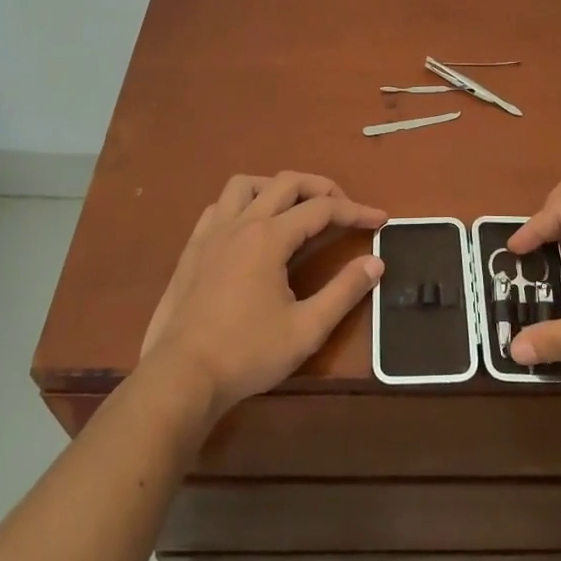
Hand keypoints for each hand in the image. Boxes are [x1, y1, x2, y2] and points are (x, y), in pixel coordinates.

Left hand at [140, 172, 386, 419]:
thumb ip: (344, 291)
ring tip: (295, 208)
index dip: (355, 211)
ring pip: (246, 184)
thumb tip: (375, 262)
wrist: (181, 377)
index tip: (380, 220)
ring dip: (277, 187)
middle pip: (286, 182)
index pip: (322, 209)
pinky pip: (220, 206)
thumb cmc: (247, 353)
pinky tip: (251, 228)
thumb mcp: (306, 328)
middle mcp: (240, 223)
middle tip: (344, 208)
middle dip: (322, 188)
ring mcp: (211, 233)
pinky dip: (244, 204)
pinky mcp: (192, 249)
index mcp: (269, 237)